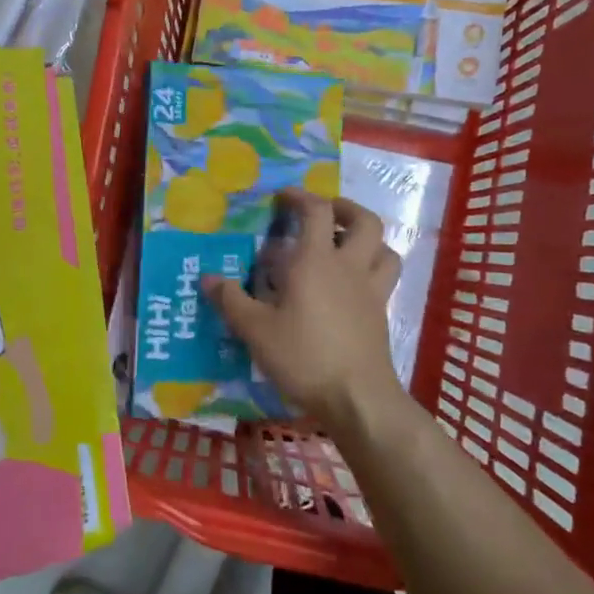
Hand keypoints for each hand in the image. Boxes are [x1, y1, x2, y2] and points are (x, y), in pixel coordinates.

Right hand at [203, 188, 404, 436]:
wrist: (357, 397)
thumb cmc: (303, 356)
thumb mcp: (255, 330)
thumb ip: (230, 301)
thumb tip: (208, 278)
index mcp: (316, 261)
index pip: (316, 211)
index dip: (300, 196)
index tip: (283, 197)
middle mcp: (348, 267)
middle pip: (364, 220)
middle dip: (344, 208)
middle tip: (324, 213)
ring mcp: (370, 290)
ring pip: (384, 247)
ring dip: (366, 237)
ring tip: (345, 244)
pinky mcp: (381, 314)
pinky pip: (385, 277)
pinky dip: (373, 267)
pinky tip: (352, 284)